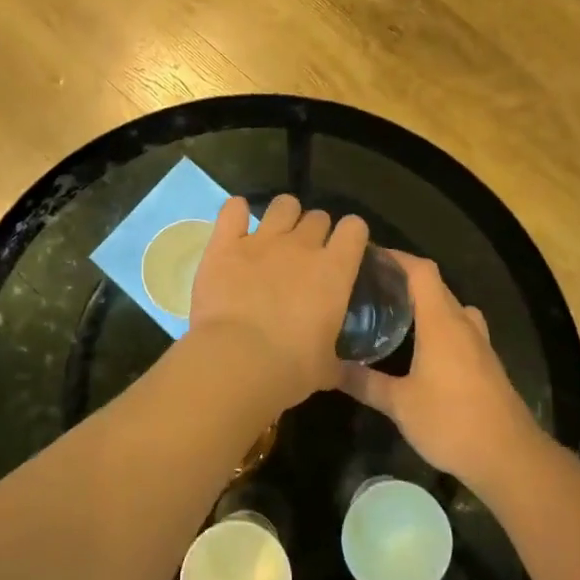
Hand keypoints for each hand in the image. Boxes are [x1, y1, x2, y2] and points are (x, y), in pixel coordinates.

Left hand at [186, 194, 369, 417]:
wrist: (237, 362)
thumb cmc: (290, 369)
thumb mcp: (327, 369)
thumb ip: (341, 363)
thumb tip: (352, 374)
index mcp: (334, 271)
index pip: (354, 229)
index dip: (352, 235)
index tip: (346, 250)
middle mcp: (302, 246)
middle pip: (318, 217)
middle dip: (316, 230)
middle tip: (305, 254)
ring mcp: (262, 240)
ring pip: (283, 205)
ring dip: (283, 215)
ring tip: (275, 234)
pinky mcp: (225, 244)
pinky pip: (233, 209)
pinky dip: (236, 212)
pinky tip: (236, 224)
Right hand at [341, 254, 539, 491]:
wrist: (508, 456)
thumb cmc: (451, 421)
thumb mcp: (399, 404)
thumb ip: (365, 382)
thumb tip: (328, 368)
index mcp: (441, 322)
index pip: (421, 271)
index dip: (397, 257)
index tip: (369, 256)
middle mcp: (463, 324)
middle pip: (436, 286)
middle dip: (405, 279)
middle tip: (371, 286)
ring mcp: (479, 343)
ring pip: (451, 308)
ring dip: (426, 303)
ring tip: (395, 313)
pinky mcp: (486, 363)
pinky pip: (460, 329)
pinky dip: (439, 325)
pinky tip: (421, 347)